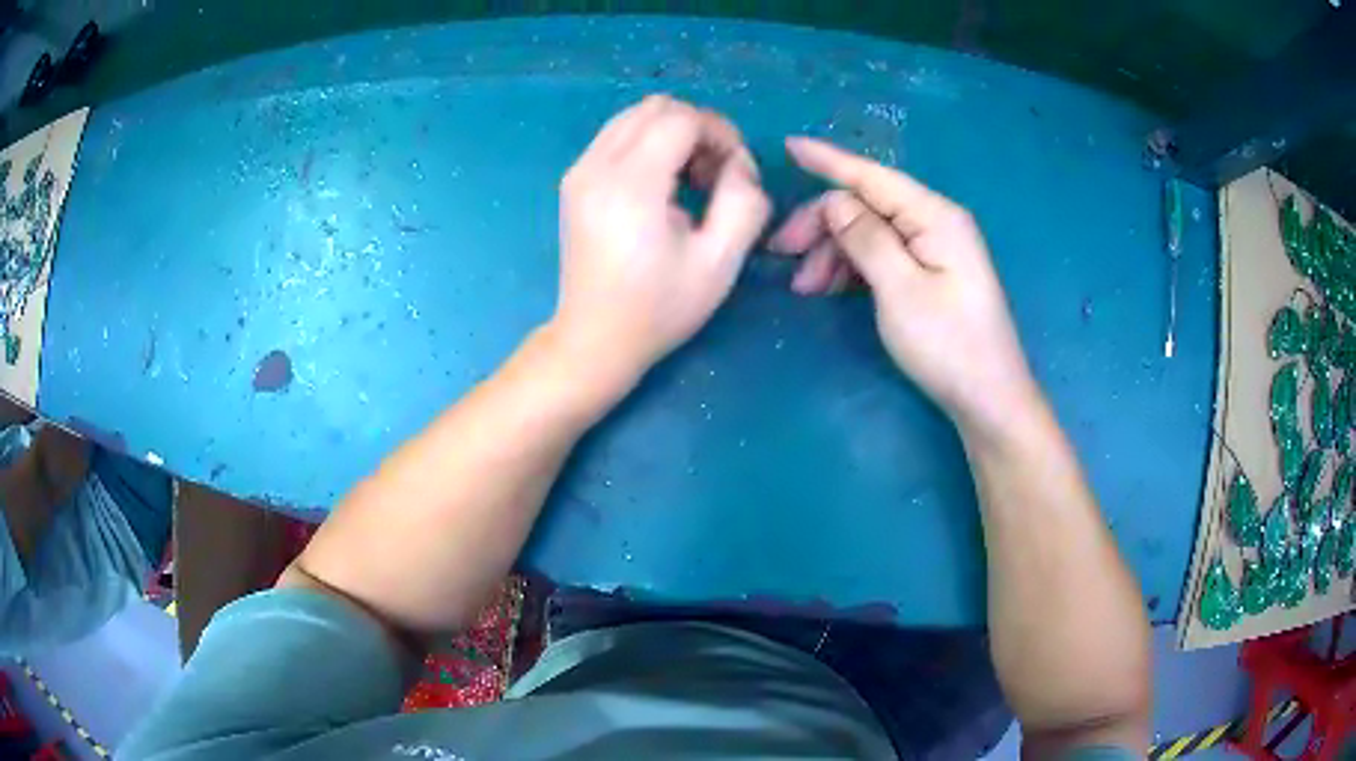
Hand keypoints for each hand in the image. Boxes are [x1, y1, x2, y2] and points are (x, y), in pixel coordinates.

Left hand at [550, 95, 770, 389]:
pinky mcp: (573, 180)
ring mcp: (579, 171)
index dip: (720, 134)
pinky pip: (617, 135)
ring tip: (690, 180)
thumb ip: (744, 202)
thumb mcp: (720, 262)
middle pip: (657, 106)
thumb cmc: (659, 308)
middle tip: (715, 175)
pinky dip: (648, 144)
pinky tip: (661, 186)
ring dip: (673, 133)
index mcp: (631, 185)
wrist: (594, 338)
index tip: (735, 174)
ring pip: (635, 116)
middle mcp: (596, 166)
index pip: (682, 118)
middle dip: (698, 129)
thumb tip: (739, 164)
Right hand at [769, 137, 1038, 434]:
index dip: (829, 161)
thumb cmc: (948, 345)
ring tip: (805, 287)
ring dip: (833, 252)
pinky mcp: (930, 274)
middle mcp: (935, 222)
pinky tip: (829, 287)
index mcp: (934, 216)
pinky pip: (882, 256)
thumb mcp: (900, 289)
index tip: (788, 146)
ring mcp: (934, 249)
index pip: (872, 176)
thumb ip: (866, 238)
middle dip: (822, 224)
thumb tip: (835, 201)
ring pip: (870, 233)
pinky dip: (852, 268)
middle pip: (867, 206)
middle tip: (781, 252)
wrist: (988, 400)